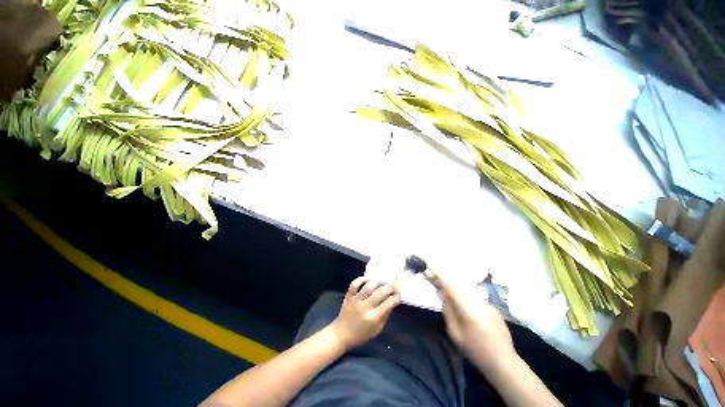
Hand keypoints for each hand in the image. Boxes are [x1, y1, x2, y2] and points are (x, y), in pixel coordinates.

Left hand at [330, 277, 399, 349]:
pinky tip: (368, 279)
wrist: (341, 334)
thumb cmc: (361, 334)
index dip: (395, 297)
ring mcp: (356, 300)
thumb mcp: (377, 329)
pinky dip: (362, 279)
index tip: (398, 294)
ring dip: (377, 282)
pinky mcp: (348, 296)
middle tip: (393, 284)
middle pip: (379, 293)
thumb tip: (393, 302)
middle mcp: (365, 307)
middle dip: (389, 287)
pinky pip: (355, 284)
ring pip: (368, 287)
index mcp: (373, 318)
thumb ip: (385, 315)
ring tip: (382, 281)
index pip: (388, 304)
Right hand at [440, 276, 517, 375]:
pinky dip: (471, 302)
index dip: (443, 280)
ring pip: (469, 294)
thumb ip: (448, 312)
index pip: (453, 289)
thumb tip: (443, 296)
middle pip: (461, 289)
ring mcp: (489, 305)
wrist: (504, 362)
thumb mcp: (455, 334)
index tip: (434, 274)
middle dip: (451, 287)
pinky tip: (473, 316)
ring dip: (461, 295)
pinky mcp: (495, 309)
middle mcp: (479, 303)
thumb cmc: (475, 351)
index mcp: (469, 310)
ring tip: (457, 304)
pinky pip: (477, 301)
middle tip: (442, 289)